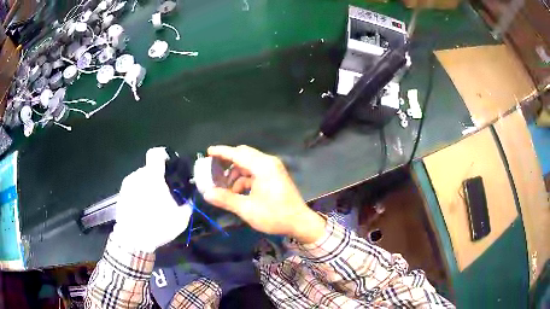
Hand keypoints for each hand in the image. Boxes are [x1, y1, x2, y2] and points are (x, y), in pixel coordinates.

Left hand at [111, 147, 192, 251]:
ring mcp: (127, 185)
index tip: (168, 166)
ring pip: (140, 180)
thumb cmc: (157, 225)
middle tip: (163, 194)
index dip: (163, 156)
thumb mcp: (180, 219)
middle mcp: (137, 176)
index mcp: (152, 176)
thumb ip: (187, 206)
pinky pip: (132, 189)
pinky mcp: (120, 195)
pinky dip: (138, 195)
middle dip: (156, 179)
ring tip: (151, 204)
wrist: (133, 240)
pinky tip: (141, 210)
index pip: (156, 154)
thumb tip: (189, 201)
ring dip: (146, 187)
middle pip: (149, 170)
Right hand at [203, 145, 325, 243]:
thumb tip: (206, 194)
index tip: (208, 151)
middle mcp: (268, 162)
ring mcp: (273, 168)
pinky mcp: (274, 175)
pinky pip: (255, 171)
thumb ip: (226, 199)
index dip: (221, 152)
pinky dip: (244, 179)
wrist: (300, 222)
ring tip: (225, 189)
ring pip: (248, 164)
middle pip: (243, 155)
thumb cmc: (274, 215)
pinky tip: (238, 192)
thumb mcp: (247, 209)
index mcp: (262, 166)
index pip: (237, 153)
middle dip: (228, 163)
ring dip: (236, 174)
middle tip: (213, 171)